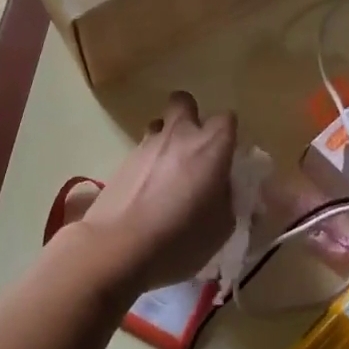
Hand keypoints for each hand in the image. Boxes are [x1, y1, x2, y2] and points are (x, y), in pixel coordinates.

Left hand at [64, 91, 236, 297]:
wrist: (119, 246)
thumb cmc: (182, 237)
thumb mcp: (223, 227)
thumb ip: (229, 199)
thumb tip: (227, 189)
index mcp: (210, 146)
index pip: (227, 119)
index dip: (228, 136)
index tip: (227, 158)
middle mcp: (178, 135)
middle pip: (184, 102)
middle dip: (190, 117)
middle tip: (194, 150)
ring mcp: (146, 145)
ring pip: (159, 125)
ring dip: (166, 140)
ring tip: (169, 174)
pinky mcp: (122, 161)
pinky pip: (141, 150)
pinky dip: (148, 163)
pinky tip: (148, 192)